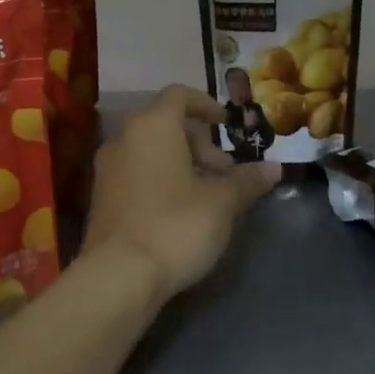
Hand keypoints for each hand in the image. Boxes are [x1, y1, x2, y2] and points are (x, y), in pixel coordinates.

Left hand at [85, 85, 280, 302]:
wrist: (117, 278)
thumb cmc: (176, 225)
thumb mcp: (222, 202)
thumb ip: (247, 180)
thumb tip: (274, 168)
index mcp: (153, 126)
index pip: (179, 95)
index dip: (206, 104)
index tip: (226, 124)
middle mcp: (124, 139)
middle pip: (165, 124)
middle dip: (199, 143)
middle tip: (224, 171)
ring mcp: (107, 170)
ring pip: (150, 151)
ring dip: (180, 163)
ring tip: (206, 194)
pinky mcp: (100, 199)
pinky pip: (135, 174)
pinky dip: (160, 179)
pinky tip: (179, 212)